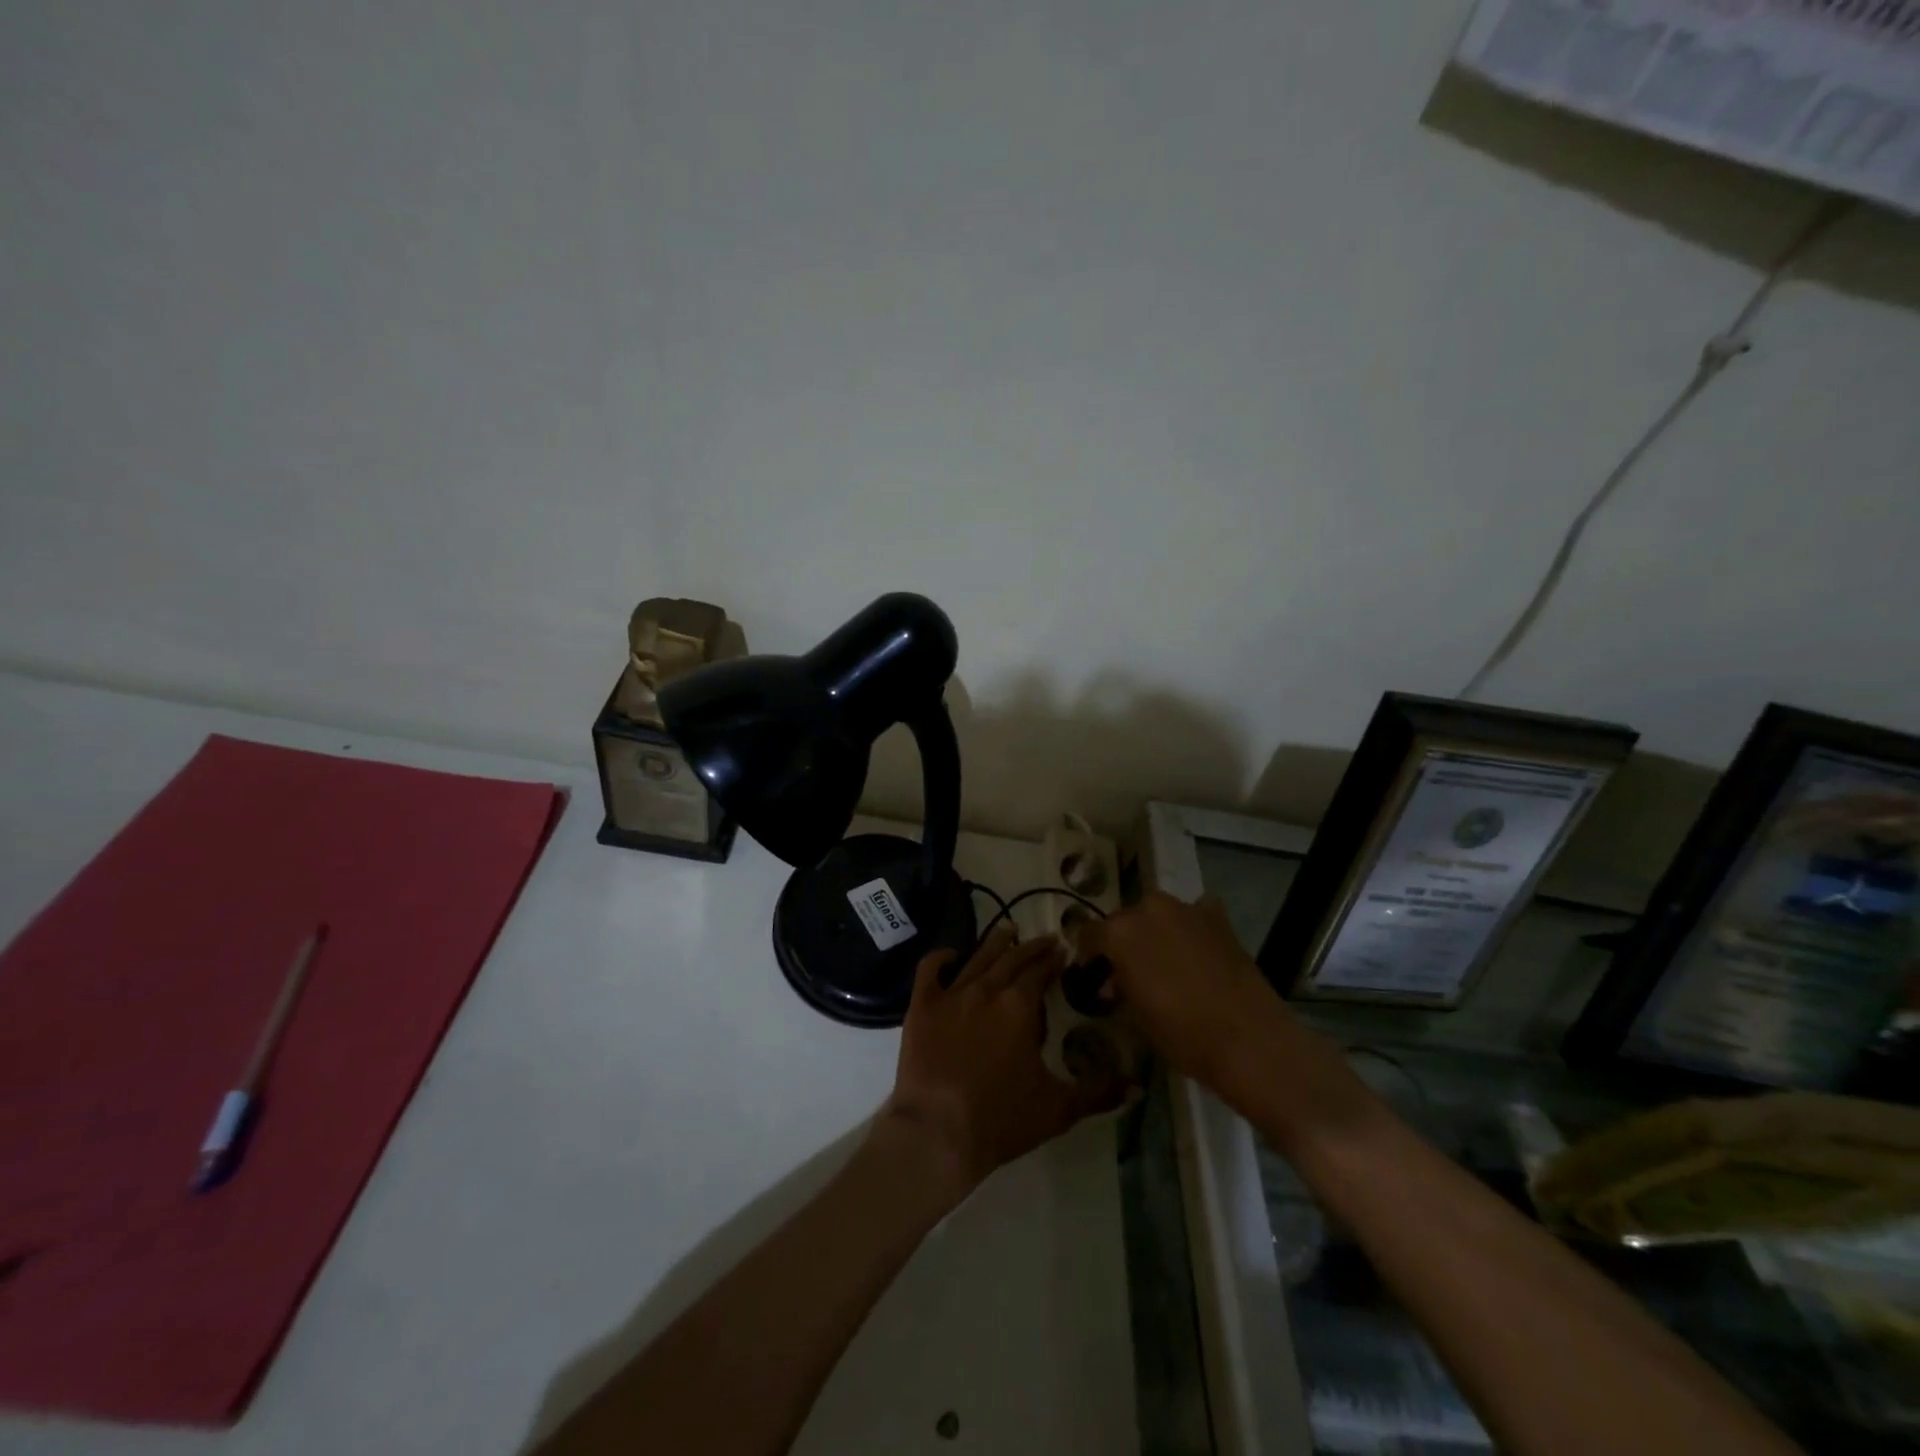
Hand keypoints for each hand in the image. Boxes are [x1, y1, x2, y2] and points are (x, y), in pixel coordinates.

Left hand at [875, 926, 1127, 1199]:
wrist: (937, 1132)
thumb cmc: (1001, 1120)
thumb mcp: (1058, 1109)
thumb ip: (1097, 1092)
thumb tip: (1136, 1084)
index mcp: (1020, 1006)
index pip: (1040, 971)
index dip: (1053, 960)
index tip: (1063, 952)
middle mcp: (987, 989)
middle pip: (1012, 958)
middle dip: (1031, 947)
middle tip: (1045, 939)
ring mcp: (951, 995)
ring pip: (977, 957)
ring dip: (995, 943)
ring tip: (1007, 932)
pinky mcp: (922, 1006)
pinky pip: (930, 970)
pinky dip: (941, 957)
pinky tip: (951, 955)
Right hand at [1084, 893, 1370, 1146]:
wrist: (1249, 1040)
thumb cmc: (1182, 1035)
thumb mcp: (1136, 1016)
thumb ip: (1120, 986)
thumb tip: (1116, 979)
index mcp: (1119, 933)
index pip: (1090, 934)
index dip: (1090, 955)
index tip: (1094, 973)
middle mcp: (1148, 909)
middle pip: (1125, 919)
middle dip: (1124, 941)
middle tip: (1131, 971)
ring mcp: (1186, 909)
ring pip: (1159, 914)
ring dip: (1156, 932)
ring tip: (1166, 962)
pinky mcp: (1218, 917)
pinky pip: (1194, 915)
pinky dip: (1191, 928)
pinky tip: (1198, 951)